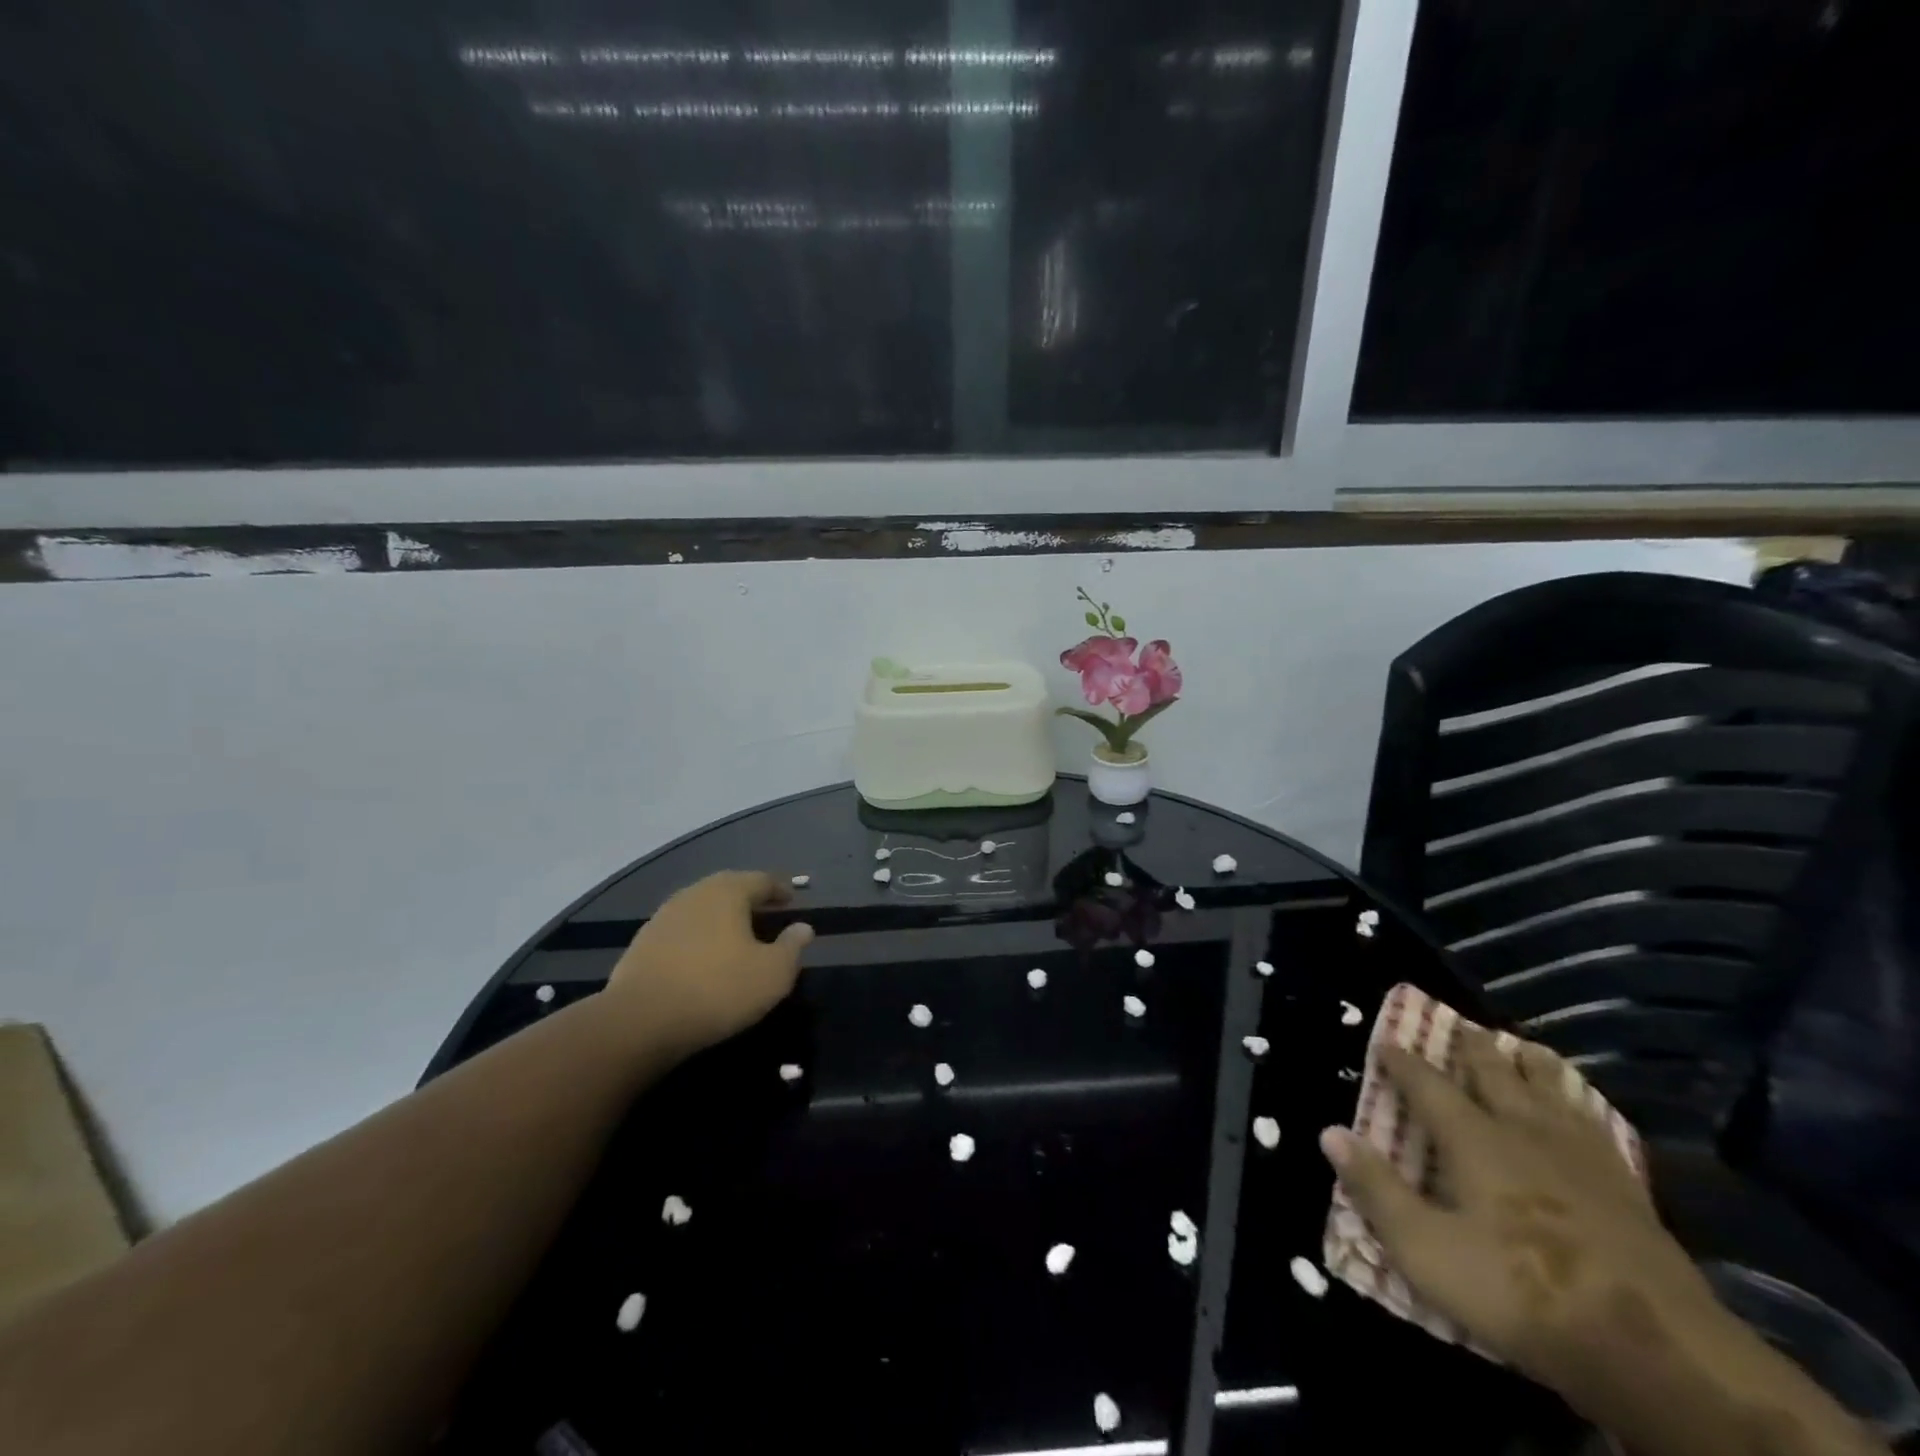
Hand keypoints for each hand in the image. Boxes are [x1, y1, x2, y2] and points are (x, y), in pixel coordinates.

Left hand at [607, 871, 813, 1053]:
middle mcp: (694, 894)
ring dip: (720, 919)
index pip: (761, 880)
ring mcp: (663, 917)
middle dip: (749, 900)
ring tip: (736, 937)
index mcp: (727, 892)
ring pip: (702, 909)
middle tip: (766, 914)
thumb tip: (803, 928)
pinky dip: (698, 938)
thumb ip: (792, 947)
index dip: (780, 889)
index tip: (792, 900)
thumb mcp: (772, 973)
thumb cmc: (718, 989)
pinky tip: (702, 959)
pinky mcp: (642, 944)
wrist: (640, 1022)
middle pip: (728, 889)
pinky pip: (681, 932)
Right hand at [1319, 1027, 1719, 1395]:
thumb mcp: (1426, 1249)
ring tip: (1527, 1047)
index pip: (1428, 1087)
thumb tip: (1329, 1132)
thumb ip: (1377, 1189)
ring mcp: (1581, 1159)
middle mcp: (1524, 1133)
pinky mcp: (1627, 1191)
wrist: (1654, 1349)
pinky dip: (1584, 1108)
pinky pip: (1598, 1130)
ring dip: (1534, 1067)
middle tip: (1463, 1025)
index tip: (1385, 1039)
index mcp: (1474, 1140)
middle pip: (1495, 1076)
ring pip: (1553, 1093)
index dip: (1403, 1062)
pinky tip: (1587, 1112)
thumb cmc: (1520, 1291)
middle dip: (1474, 1049)